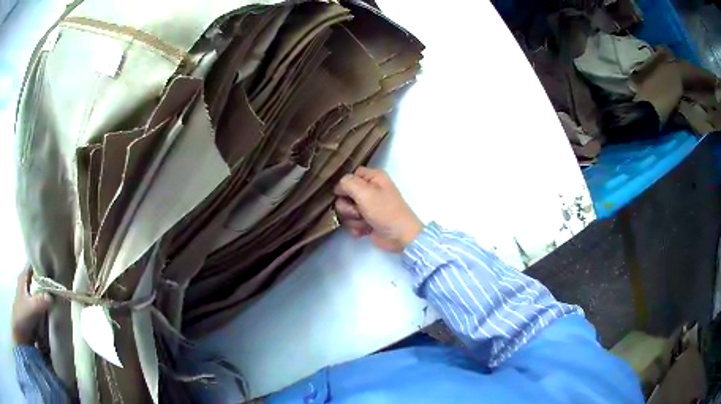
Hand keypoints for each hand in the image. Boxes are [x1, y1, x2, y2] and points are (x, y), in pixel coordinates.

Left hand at [12, 267, 51, 345]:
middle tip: (57, 291)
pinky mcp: (29, 314)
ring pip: (37, 297)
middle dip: (45, 286)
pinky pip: (38, 311)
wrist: (20, 330)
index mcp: (24, 279)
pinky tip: (50, 321)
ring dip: (45, 302)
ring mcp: (27, 301)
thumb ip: (42, 300)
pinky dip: (43, 314)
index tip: (52, 270)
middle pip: (35, 282)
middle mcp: (25, 286)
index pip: (32, 266)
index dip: (40, 266)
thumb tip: (53, 295)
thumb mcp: (32, 308)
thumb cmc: (22, 315)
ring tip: (56, 307)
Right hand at [334, 167, 422, 252]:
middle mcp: (369, 189)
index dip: (345, 185)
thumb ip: (347, 183)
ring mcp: (367, 206)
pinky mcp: (365, 221)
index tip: (346, 194)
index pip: (349, 175)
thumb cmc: (385, 211)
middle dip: (348, 206)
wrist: (400, 237)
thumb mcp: (365, 193)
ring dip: (352, 219)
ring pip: (345, 210)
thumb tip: (338, 187)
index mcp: (373, 177)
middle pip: (344, 194)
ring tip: (365, 222)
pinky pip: (350, 222)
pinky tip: (365, 231)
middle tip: (359, 212)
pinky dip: (356, 227)